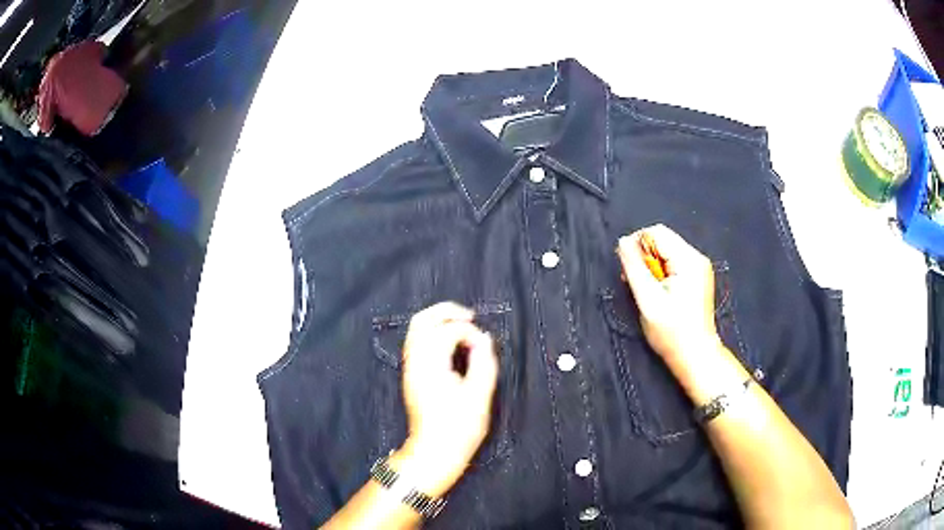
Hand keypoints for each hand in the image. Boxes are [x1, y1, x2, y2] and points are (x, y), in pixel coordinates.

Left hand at [392, 302, 498, 496]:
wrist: (433, 451)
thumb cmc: (458, 428)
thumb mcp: (479, 396)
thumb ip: (483, 363)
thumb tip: (484, 339)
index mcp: (430, 365)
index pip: (447, 331)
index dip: (468, 332)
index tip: (483, 346)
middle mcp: (415, 361)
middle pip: (422, 320)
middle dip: (446, 312)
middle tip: (470, 316)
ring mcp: (409, 368)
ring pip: (416, 329)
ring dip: (438, 321)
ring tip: (462, 324)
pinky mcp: (411, 375)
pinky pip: (416, 342)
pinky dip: (432, 332)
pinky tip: (449, 341)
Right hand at [617, 224, 721, 364]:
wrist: (695, 356)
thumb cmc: (672, 332)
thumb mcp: (648, 300)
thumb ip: (634, 268)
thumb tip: (622, 241)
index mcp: (688, 260)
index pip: (656, 232)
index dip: (637, 245)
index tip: (627, 269)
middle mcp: (697, 258)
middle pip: (662, 241)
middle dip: (644, 257)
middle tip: (634, 282)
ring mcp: (699, 268)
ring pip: (666, 252)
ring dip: (651, 267)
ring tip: (645, 290)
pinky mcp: (697, 278)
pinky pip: (673, 264)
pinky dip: (661, 274)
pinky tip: (657, 293)